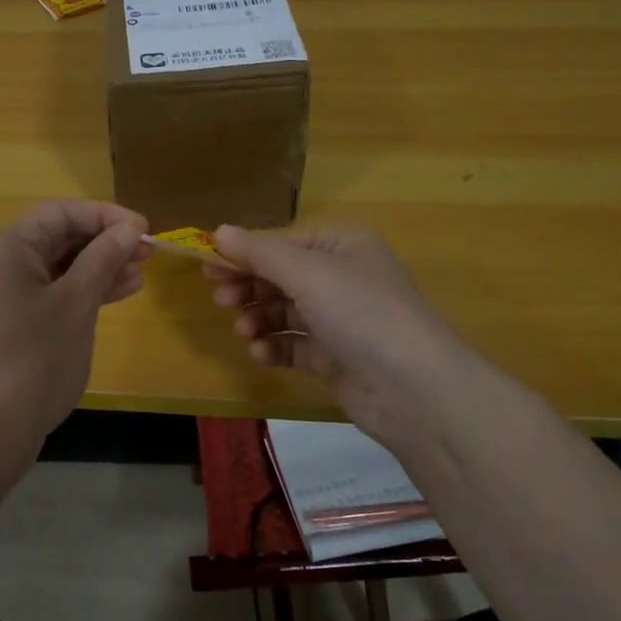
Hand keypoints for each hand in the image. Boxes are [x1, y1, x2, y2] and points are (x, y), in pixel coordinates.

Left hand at [0, 199, 151, 456]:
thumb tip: (129, 229)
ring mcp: (9, 295)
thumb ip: (103, 258)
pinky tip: (120, 293)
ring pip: (61, 267)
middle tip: (148, 252)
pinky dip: (85, 290)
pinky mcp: (17, 322)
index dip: (105, 215)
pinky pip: (55, 292)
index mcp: (11, 248)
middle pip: (60, 236)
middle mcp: (5, 264)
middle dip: (105, 241)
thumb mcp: (77, 301)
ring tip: (141, 272)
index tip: (144, 228)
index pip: (61, 213)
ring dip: (101, 266)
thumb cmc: (38, 355)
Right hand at [207, 224, 465, 451]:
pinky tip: (263, 354)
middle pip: (281, 277)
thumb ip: (259, 253)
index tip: (208, 268)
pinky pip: (294, 346)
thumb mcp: (307, 273)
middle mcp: (343, 279)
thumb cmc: (361, 312)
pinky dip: (275, 347)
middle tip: (221, 300)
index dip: (245, 255)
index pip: (283, 244)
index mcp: (343, 247)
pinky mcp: (335, 359)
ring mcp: (340, 321)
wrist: (413, 389)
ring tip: (246, 332)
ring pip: (285, 313)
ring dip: (259, 319)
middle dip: (250, 287)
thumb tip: (218, 231)